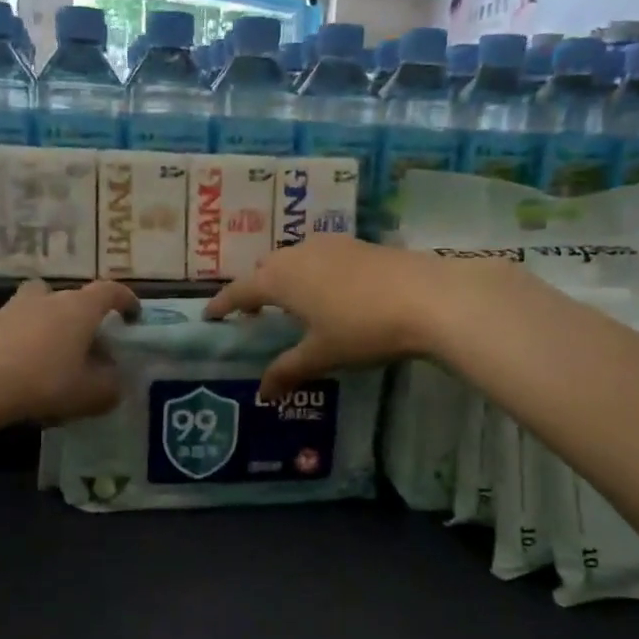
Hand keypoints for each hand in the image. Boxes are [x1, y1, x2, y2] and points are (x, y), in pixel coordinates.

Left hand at [0, 279, 140, 424]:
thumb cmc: (43, 381)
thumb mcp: (89, 394)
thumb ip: (109, 388)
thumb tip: (115, 384)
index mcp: (79, 308)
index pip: (110, 292)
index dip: (125, 300)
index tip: (133, 315)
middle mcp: (47, 299)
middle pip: (68, 297)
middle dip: (79, 316)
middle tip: (85, 343)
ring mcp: (10, 309)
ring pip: (36, 310)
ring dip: (46, 327)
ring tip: (49, 359)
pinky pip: (11, 330)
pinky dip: (20, 344)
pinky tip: (19, 373)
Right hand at [204, 238, 473, 399]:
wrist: (428, 297)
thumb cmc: (362, 328)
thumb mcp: (321, 355)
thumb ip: (287, 371)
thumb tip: (262, 393)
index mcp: (281, 279)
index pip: (240, 290)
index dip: (223, 305)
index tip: (209, 316)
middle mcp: (299, 253)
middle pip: (266, 269)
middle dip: (255, 289)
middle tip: (253, 313)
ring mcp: (331, 245)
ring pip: (295, 259)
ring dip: (286, 279)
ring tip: (292, 304)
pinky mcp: (360, 245)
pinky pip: (321, 257)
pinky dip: (313, 274)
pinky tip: (331, 293)